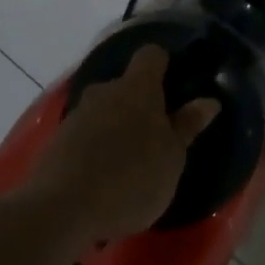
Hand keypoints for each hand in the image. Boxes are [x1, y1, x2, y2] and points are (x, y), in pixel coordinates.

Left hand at [27, 45, 221, 242]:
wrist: (62, 209)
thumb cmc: (132, 178)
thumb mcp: (172, 158)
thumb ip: (187, 126)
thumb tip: (208, 101)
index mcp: (138, 88)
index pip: (151, 55)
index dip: (164, 63)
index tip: (175, 83)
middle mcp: (104, 92)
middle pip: (125, 85)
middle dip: (139, 103)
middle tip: (155, 135)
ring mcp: (76, 115)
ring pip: (103, 111)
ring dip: (115, 127)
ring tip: (128, 163)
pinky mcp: (56, 141)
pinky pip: (84, 135)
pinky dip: (95, 148)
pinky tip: (102, 178)